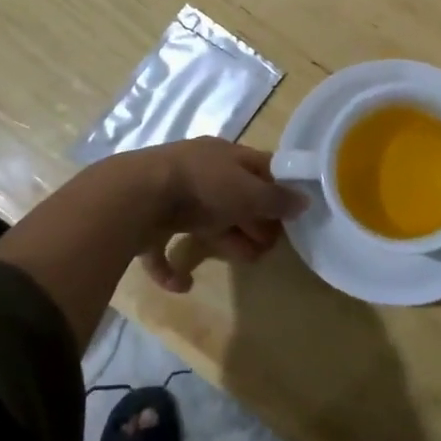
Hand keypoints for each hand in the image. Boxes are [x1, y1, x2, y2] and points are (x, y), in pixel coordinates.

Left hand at [131, 138, 306, 293]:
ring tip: (246, 260)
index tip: (292, 215)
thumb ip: (275, 199)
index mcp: (221, 156)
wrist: (136, 196)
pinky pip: (162, 249)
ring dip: (224, 242)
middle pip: (232, 198)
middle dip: (252, 221)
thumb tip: (305, 201)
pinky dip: (172, 267)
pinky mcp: (145, 225)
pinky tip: (183, 284)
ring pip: (202, 222)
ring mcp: (169, 198)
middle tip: (270, 245)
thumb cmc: (201, 186)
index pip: (257, 167)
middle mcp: (196, 172)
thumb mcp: (247, 190)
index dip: (276, 189)